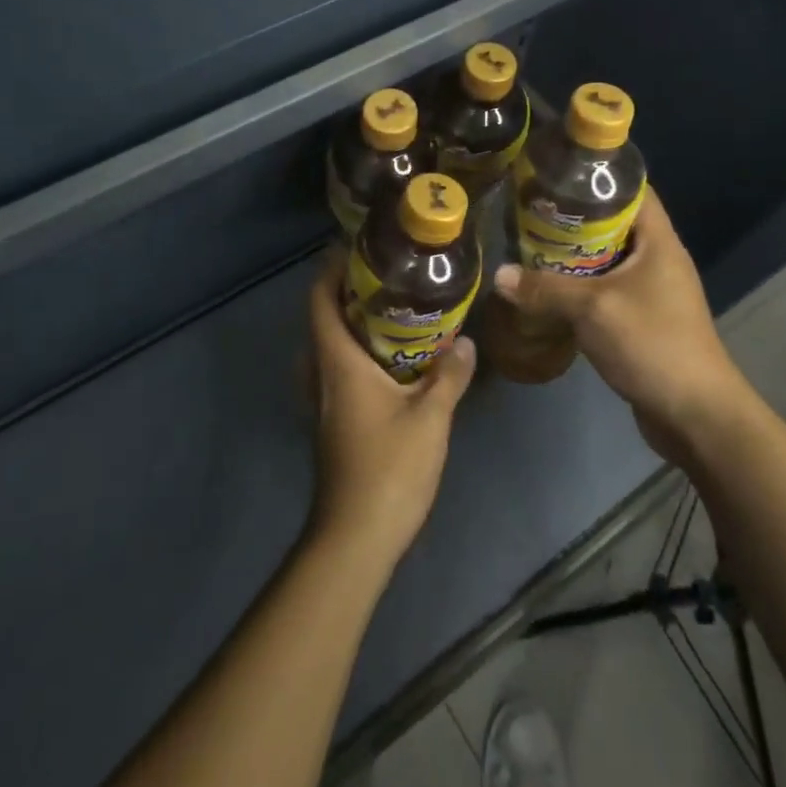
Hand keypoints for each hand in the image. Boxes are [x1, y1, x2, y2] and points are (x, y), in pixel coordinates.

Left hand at [305, 251, 475, 569]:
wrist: (356, 536)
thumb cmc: (389, 469)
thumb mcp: (430, 417)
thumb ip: (448, 375)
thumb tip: (466, 342)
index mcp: (337, 363)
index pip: (319, 300)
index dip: (331, 270)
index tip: (359, 250)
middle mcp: (322, 375)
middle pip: (323, 319)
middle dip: (348, 293)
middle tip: (388, 278)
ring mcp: (323, 402)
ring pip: (330, 347)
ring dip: (353, 324)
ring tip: (394, 312)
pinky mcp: (332, 423)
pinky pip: (338, 371)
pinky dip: (358, 354)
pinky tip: (394, 362)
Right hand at [492, 185, 751, 462]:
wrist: (695, 414)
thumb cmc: (652, 344)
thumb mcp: (593, 310)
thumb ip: (545, 289)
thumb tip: (500, 275)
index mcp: (658, 241)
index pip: (633, 189)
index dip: (598, 176)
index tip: (557, 173)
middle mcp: (658, 259)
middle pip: (615, 223)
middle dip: (575, 217)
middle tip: (532, 212)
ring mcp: (653, 291)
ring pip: (608, 259)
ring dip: (575, 255)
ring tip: (532, 246)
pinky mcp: (644, 320)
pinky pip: (608, 290)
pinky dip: (581, 286)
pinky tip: (550, 291)